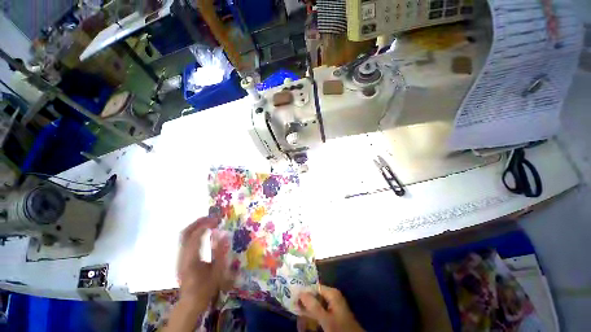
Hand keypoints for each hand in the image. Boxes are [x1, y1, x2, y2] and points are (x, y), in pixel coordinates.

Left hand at [176, 217, 232, 312]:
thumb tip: (225, 235)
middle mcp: (182, 256)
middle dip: (198, 222)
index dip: (205, 225)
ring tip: (208, 222)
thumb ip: (220, 253)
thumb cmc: (206, 288)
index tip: (217, 220)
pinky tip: (203, 232)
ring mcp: (179, 257)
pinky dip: (194, 232)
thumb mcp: (217, 272)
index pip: (195, 237)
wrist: (190, 301)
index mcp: (191, 260)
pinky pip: (185, 240)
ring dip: (196, 226)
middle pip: (185, 233)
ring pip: (184, 236)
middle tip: (211, 217)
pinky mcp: (180, 258)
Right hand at [299, 285, 363, 331]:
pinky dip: (315, 318)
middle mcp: (332, 296)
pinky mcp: (334, 314)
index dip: (304, 293)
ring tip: (301, 322)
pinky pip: (321, 313)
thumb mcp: (325, 318)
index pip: (314, 287)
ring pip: (317, 306)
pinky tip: (310, 325)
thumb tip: (300, 292)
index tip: (294, 300)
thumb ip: (313, 305)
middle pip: (315, 297)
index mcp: (332, 293)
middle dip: (306, 305)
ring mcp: (333, 305)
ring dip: (309, 314)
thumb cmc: (340, 328)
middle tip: (297, 312)